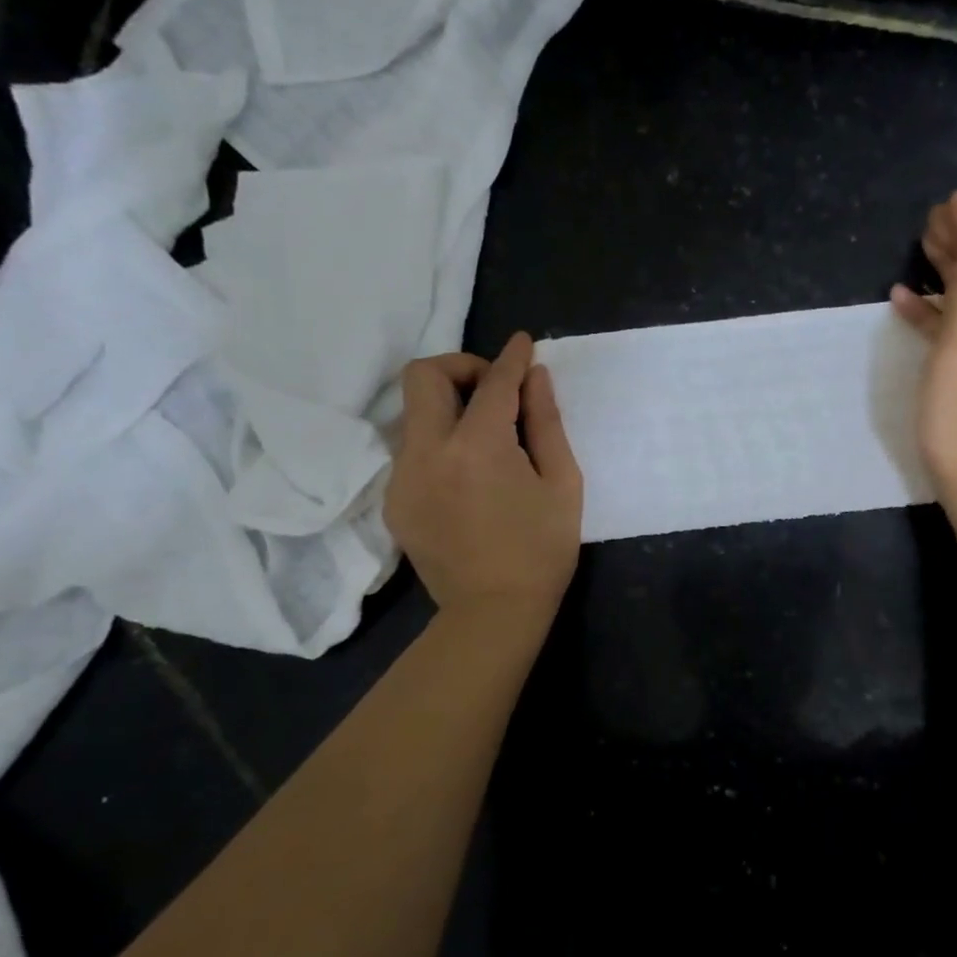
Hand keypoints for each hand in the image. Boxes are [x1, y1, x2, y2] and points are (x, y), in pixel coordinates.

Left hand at [384, 333, 582, 616]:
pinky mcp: (394, 500)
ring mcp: (403, 477)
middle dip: (461, 366)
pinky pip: (412, 451)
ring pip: (414, 413)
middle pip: (424, 376)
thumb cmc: (542, 550)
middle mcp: (429, 452)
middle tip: (494, 389)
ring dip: (448, 407)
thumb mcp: (562, 483)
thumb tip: (536, 378)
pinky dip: (440, 443)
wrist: (493, 612)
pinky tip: (467, 474)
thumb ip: (547, 423)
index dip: (511, 357)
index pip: (493, 383)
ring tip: (485, 435)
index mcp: (479, 447)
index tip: (523, 343)